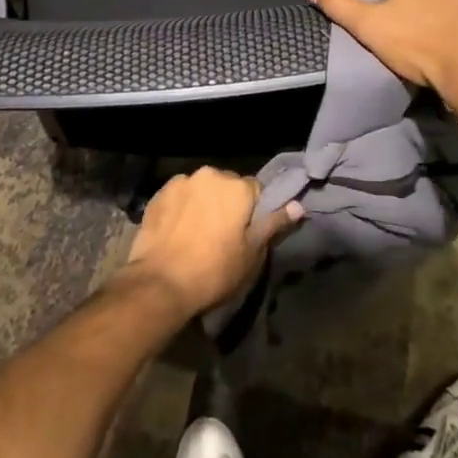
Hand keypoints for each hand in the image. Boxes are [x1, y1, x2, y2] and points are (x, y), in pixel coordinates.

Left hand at [118, 168, 302, 319]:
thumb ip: (273, 224)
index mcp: (237, 187)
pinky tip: (177, 230)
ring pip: (202, 189)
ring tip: (196, 233)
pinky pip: (179, 195)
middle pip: (227, 185)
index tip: (246, 232)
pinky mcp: (159, 193)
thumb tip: (298, 206)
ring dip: (203, 203)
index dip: (253, 211)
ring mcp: (182, 181)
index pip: (255, 190)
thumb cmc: (214, 271)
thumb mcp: (252, 253)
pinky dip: (181, 207)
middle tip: (222, 235)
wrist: (161, 283)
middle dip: (227, 203)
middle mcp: (211, 174)